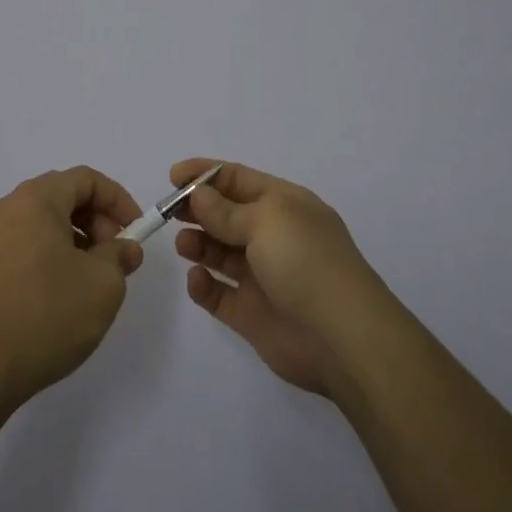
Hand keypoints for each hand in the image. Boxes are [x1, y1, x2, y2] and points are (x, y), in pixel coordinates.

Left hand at [0, 167, 145, 410]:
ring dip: (75, 241)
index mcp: (35, 199)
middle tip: (115, 257)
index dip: (118, 200)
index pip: (86, 179)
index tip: (136, 231)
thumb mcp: (103, 284)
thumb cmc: (48, 314)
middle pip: (63, 197)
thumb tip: (124, 249)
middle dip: (97, 221)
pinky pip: (25, 246)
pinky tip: (62, 295)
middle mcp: (8, 208)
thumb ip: (120, 256)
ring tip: (92, 280)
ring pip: (44, 223)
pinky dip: (51, 256)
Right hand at [171, 158, 391, 397]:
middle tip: (169, 212)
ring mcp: (262, 276)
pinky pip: (219, 294)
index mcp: (283, 205)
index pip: (238, 179)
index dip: (205, 174)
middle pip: (225, 215)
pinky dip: (203, 285)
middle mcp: (273, 236)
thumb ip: (225, 211)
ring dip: (198, 244)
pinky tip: (197, 280)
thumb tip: (198, 194)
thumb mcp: (266, 221)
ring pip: (219, 253)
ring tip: (185, 245)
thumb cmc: (304, 261)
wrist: (341, 337)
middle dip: (197, 210)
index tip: (172, 177)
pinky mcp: (252, 314)